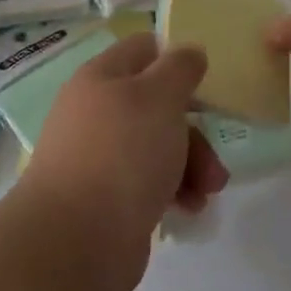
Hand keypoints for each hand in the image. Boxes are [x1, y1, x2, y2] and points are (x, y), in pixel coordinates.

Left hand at [17, 34, 228, 290]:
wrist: (76, 241)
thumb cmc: (122, 154)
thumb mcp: (160, 97)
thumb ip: (180, 68)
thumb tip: (189, 52)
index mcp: (102, 78)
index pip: (144, 49)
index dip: (177, 58)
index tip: (207, 81)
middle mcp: (97, 112)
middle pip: (158, 103)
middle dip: (194, 128)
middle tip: (214, 153)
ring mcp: (100, 157)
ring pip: (159, 145)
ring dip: (192, 163)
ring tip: (208, 191)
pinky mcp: (108, 198)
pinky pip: (150, 182)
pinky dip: (174, 190)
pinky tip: (189, 208)